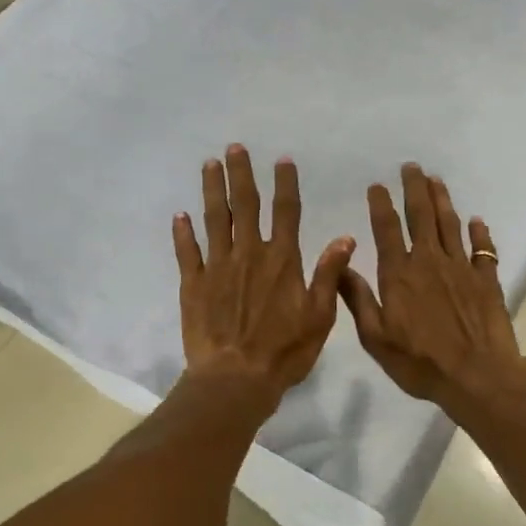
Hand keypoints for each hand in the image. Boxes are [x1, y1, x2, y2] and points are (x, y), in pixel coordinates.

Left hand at [174, 145, 354, 402]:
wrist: (235, 378)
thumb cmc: (284, 351)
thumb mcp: (320, 316)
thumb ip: (330, 274)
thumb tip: (345, 237)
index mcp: (282, 260)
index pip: (286, 212)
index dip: (285, 184)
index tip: (282, 160)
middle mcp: (249, 254)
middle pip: (245, 205)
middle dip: (241, 174)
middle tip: (235, 147)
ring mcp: (218, 267)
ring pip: (214, 219)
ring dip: (212, 190)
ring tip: (209, 164)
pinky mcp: (193, 284)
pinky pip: (187, 252)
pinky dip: (183, 232)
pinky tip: (180, 215)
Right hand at [339, 164, 525, 411]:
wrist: (476, 376)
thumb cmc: (419, 362)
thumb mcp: (375, 337)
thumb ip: (358, 299)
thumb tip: (341, 265)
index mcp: (399, 274)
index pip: (386, 229)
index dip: (381, 204)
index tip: (377, 185)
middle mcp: (429, 261)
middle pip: (421, 216)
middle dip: (414, 189)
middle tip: (411, 167)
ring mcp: (461, 268)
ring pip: (451, 224)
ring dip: (443, 200)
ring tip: (436, 180)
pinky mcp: (486, 280)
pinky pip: (484, 249)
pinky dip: (480, 232)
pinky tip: (477, 221)